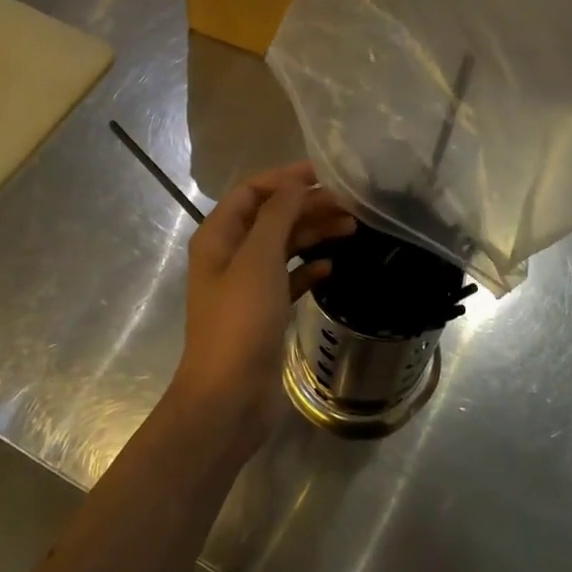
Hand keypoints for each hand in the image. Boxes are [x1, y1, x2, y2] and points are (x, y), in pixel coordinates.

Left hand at [175, 161, 355, 449]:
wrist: (229, 396)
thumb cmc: (241, 320)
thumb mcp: (258, 259)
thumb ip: (278, 215)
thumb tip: (295, 184)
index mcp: (218, 236)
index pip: (252, 191)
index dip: (286, 178)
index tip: (325, 174)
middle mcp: (230, 255)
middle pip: (272, 217)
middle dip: (307, 206)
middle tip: (350, 205)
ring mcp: (246, 285)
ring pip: (284, 247)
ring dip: (314, 234)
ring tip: (352, 229)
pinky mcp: (263, 312)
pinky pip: (289, 278)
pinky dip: (309, 268)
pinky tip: (332, 267)